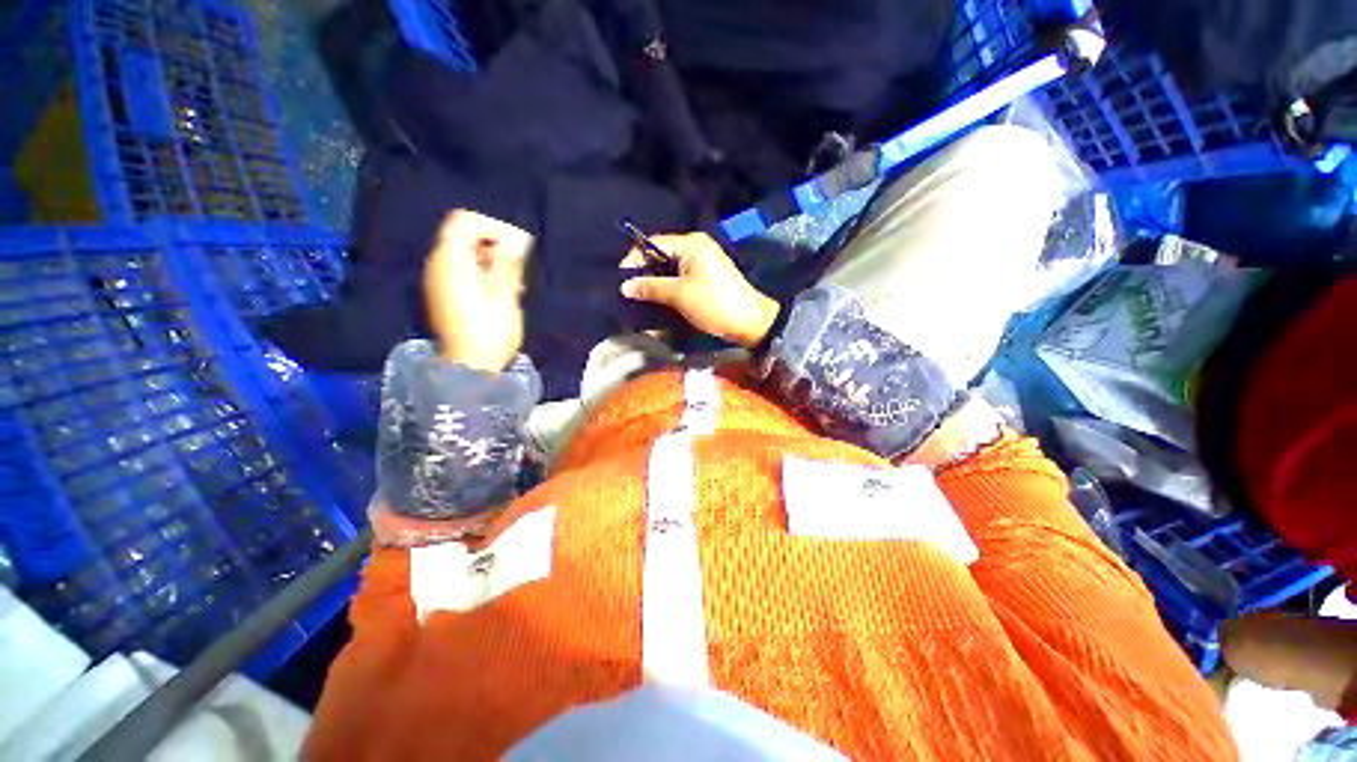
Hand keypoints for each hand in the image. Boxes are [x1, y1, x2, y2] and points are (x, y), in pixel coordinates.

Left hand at [424, 210, 533, 372]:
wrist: (470, 366)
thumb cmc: (490, 331)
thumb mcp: (505, 294)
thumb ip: (508, 262)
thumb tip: (516, 238)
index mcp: (450, 261)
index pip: (463, 221)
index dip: (491, 226)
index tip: (515, 246)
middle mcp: (437, 264)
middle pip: (462, 235)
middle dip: (493, 245)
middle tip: (515, 269)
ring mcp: (437, 280)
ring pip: (464, 253)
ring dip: (490, 260)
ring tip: (510, 283)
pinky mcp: (443, 293)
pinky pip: (461, 269)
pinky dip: (481, 271)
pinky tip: (497, 292)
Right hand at [619, 232, 778, 348]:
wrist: (748, 322)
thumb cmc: (714, 303)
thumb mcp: (680, 295)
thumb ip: (651, 287)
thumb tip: (625, 286)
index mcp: (691, 244)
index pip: (654, 244)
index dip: (634, 260)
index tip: (621, 280)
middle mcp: (696, 247)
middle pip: (661, 255)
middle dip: (644, 273)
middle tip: (629, 290)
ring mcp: (702, 262)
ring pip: (669, 268)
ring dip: (655, 282)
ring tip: (640, 297)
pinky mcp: (705, 277)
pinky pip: (680, 277)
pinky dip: (668, 287)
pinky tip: (658, 299)